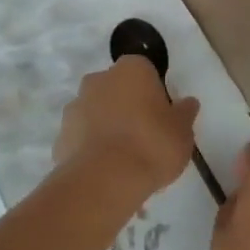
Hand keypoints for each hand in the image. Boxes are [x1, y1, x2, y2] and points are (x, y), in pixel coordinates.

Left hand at [53, 56, 200, 205]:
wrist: (105, 180)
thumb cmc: (152, 145)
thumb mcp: (183, 132)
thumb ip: (185, 113)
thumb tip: (188, 102)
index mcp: (132, 69)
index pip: (145, 71)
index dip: (153, 93)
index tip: (161, 116)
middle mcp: (100, 78)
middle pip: (117, 88)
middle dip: (127, 106)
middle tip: (144, 136)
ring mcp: (76, 105)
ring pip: (96, 111)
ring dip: (107, 126)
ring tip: (123, 159)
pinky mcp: (61, 135)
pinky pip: (81, 136)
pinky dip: (91, 148)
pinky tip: (104, 171)